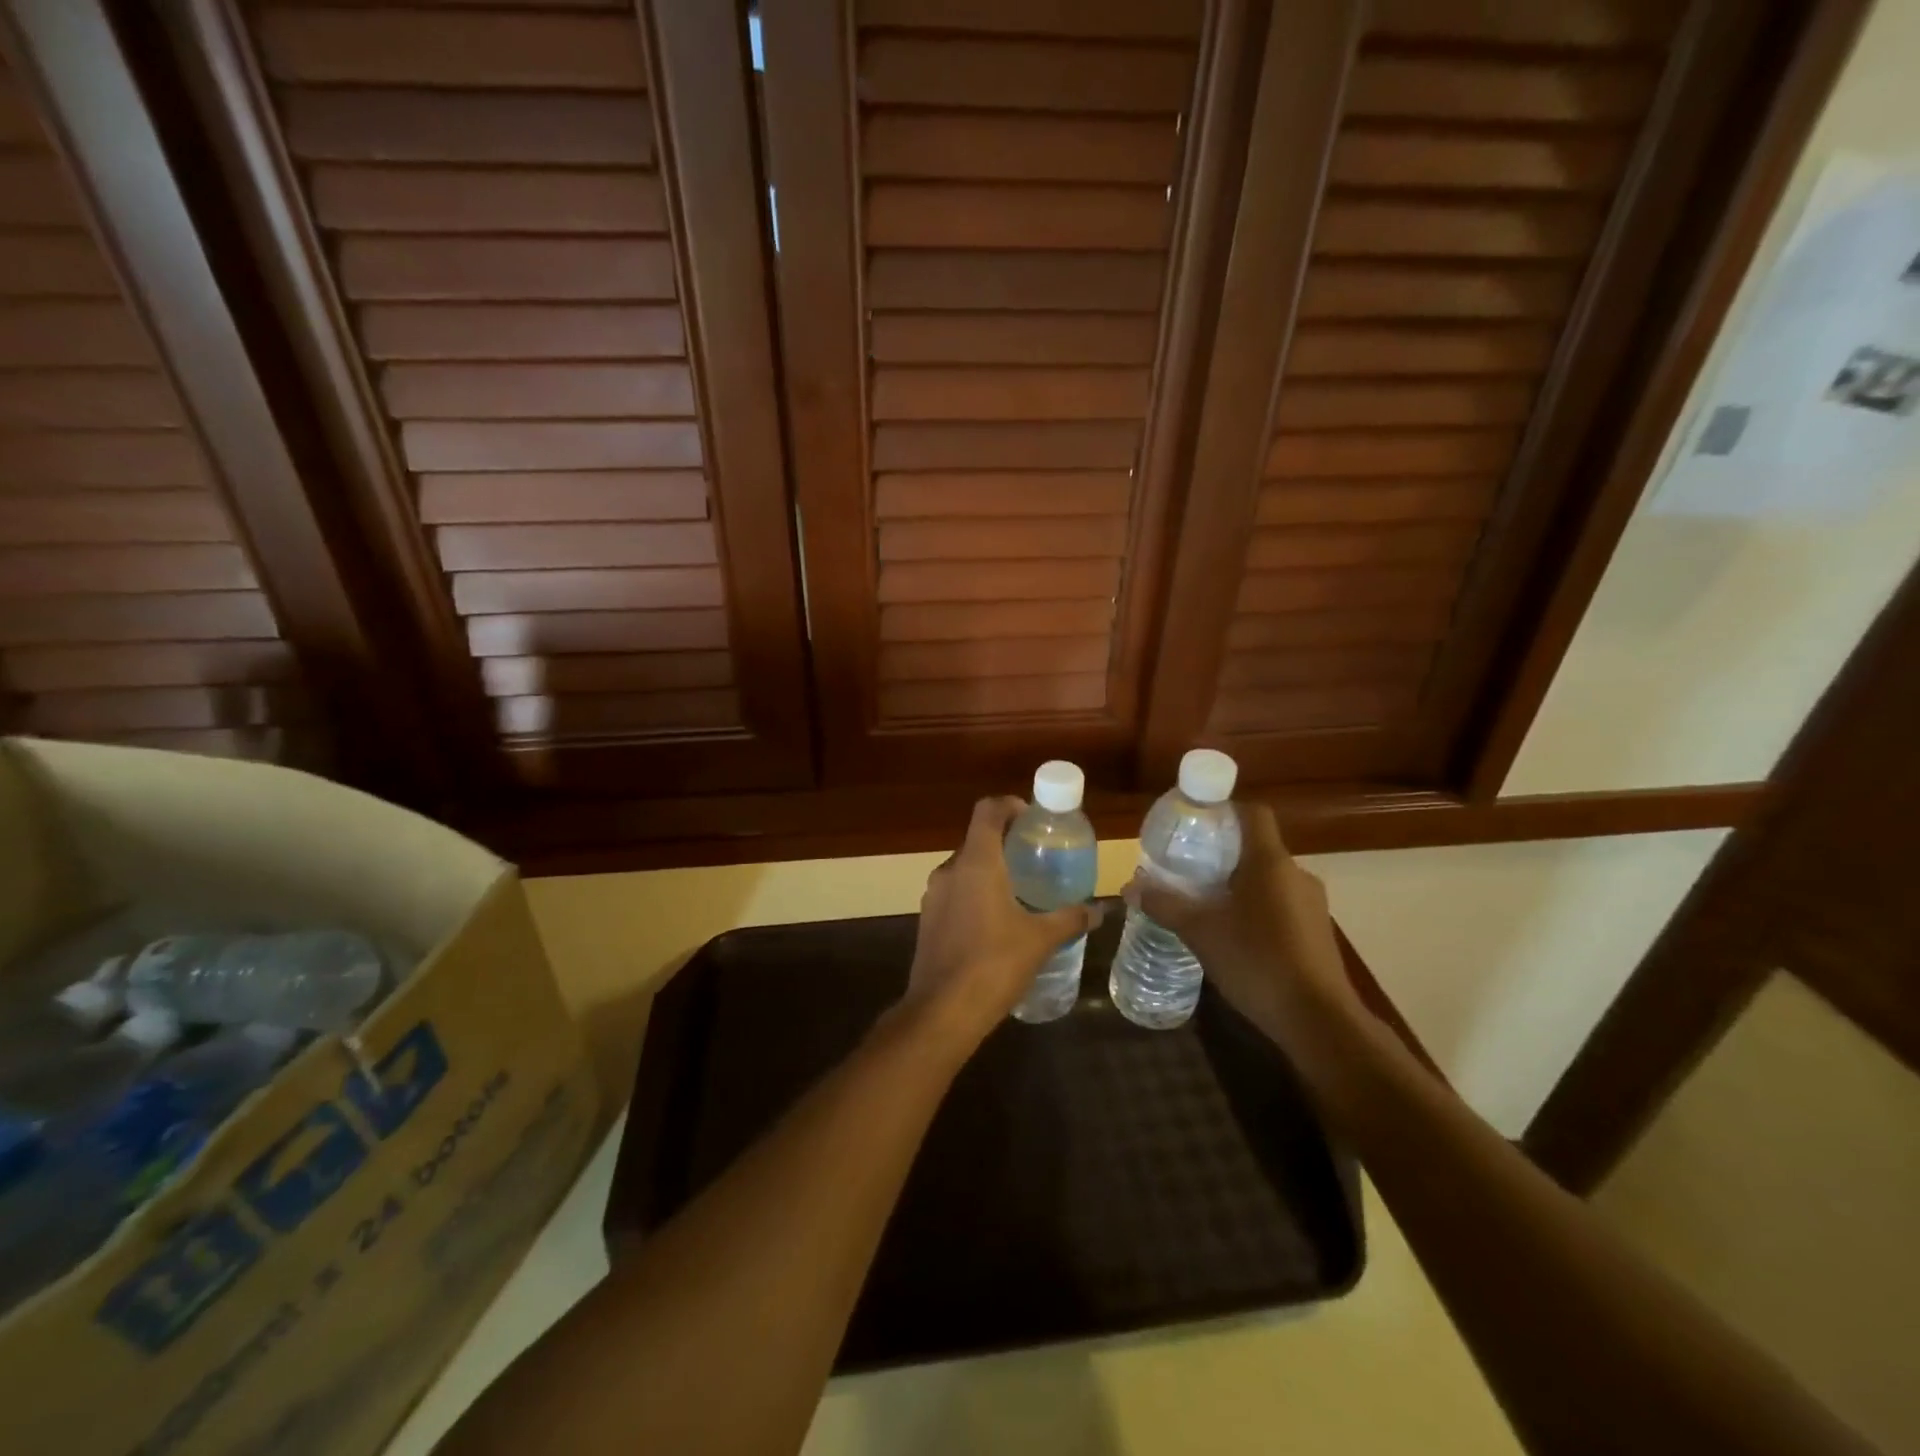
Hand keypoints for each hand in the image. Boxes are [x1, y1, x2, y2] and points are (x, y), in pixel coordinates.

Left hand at [899, 796, 1100, 1049]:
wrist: (941, 1012)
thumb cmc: (994, 965)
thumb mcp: (1040, 940)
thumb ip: (1070, 919)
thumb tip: (1099, 910)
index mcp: (977, 862)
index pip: (987, 810)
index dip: (1010, 805)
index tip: (1032, 818)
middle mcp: (950, 869)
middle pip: (977, 839)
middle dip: (1005, 843)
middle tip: (1036, 858)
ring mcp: (934, 895)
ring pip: (965, 867)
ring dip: (990, 870)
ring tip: (1020, 891)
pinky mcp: (927, 919)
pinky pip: (955, 892)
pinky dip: (975, 893)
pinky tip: (996, 922)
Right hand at [1124, 803, 1360, 1047]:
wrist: (1318, 1021)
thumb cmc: (1257, 962)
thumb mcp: (1201, 932)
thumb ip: (1165, 905)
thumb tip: (1129, 888)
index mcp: (1270, 862)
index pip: (1253, 813)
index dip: (1224, 810)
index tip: (1194, 823)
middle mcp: (1296, 874)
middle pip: (1257, 847)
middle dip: (1222, 855)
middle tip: (1188, 869)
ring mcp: (1312, 904)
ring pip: (1269, 879)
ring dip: (1239, 885)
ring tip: (1206, 905)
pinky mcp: (1317, 931)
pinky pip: (1281, 904)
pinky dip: (1257, 909)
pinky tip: (1235, 937)